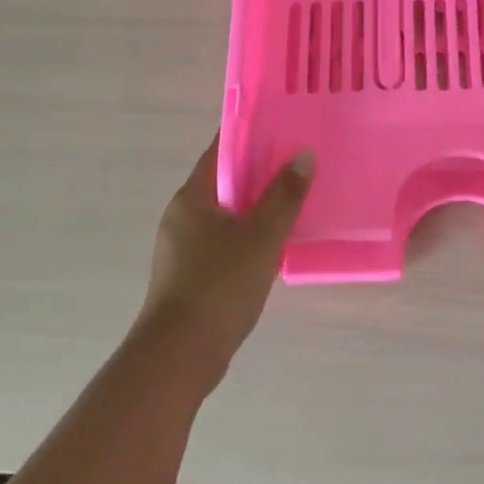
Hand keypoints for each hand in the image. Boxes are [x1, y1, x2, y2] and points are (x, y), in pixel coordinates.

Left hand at [138, 135, 313, 376]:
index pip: (221, 151)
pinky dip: (247, 237)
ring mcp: (182, 249)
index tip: (281, 128)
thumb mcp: (262, 236)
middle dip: (259, 174)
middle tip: (297, 165)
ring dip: (255, 208)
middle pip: (224, 183)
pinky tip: (273, 247)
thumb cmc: (220, 284)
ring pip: (225, 216)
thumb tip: (303, 156)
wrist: (180, 355)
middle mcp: (181, 217)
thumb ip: (285, 195)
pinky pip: (223, 243)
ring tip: (293, 203)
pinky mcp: (189, 277)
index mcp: (192, 197)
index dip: (250, 136)